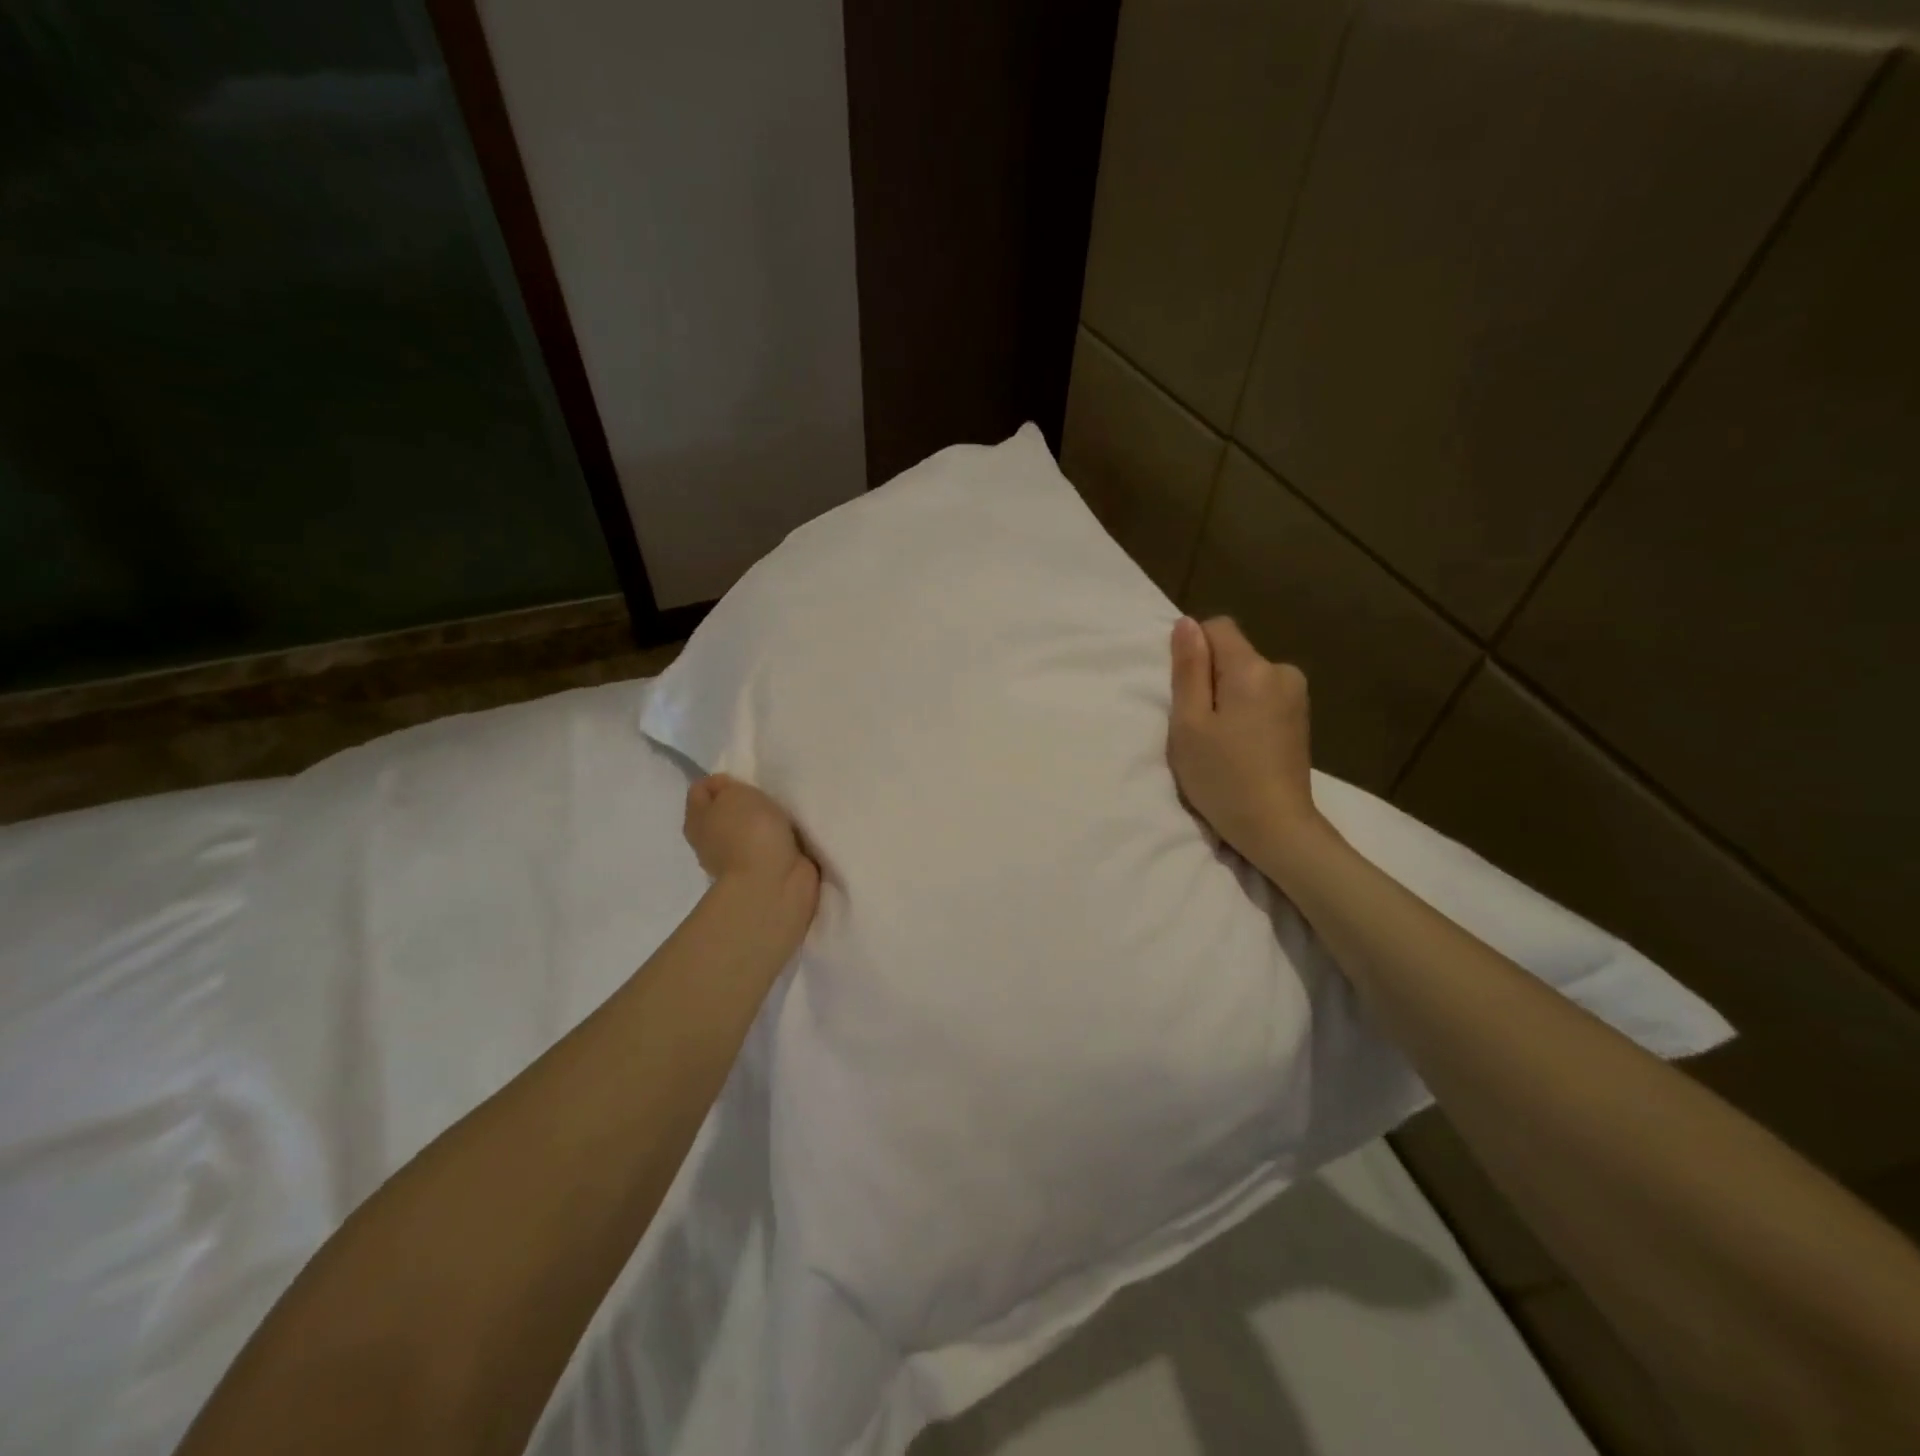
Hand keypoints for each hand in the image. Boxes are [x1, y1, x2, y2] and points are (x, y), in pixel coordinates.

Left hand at [683, 774, 819, 924]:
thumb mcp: (733, 794)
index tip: (744, 781)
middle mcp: (711, 841)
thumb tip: (726, 792)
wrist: (773, 883)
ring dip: (765, 822)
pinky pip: (770, 845)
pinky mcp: (765, 871)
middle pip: (726, 811)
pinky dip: (780, 840)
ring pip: (749, 829)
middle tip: (767, 796)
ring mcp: (738, 859)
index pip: (700, 790)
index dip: (721, 780)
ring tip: (786, 813)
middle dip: (745, 802)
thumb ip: (727, 787)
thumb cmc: (748, 832)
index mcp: (696, 821)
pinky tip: (794, 833)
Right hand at [1167, 616, 1324, 866]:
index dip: (1194, 652)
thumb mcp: (1189, 723)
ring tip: (1221, 741)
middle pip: (1234, 654)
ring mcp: (1296, 696)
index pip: (1217, 627)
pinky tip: (1242, 746)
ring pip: (1247, 677)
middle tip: (1199, 726)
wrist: (1276, 827)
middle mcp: (1282, 671)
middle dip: (1211, 679)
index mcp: (1253, 668)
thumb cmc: (1223, 776)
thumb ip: (1188, 669)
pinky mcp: (1301, 718)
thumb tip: (1187, 623)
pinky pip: (1262, 696)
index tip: (1186, 693)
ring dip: (1228, 698)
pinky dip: (1246, 712)